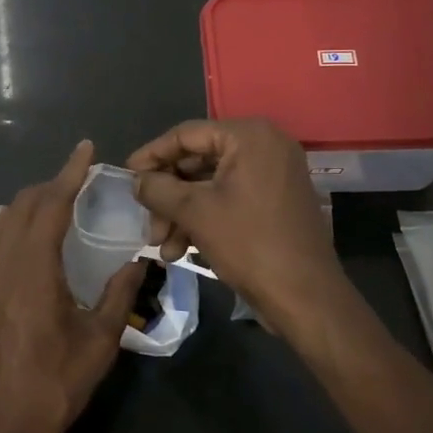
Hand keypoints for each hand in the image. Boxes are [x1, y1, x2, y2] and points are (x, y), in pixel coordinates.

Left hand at [0, 140, 144, 432]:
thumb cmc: (54, 383)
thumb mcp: (99, 340)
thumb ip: (120, 294)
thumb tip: (139, 261)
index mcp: (34, 267)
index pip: (51, 203)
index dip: (70, 172)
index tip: (86, 149)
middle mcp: (4, 262)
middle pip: (24, 205)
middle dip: (52, 184)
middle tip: (80, 179)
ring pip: (5, 222)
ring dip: (30, 202)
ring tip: (55, 198)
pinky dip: (10, 223)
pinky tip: (16, 226)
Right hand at [127, 119, 347, 340]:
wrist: (306, 297)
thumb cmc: (250, 244)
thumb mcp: (196, 213)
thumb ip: (159, 189)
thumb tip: (136, 179)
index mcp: (249, 136)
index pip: (187, 134)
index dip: (152, 155)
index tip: (126, 175)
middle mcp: (265, 145)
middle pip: (198, 161)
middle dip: (168, 195)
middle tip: (147, 223)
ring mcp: (273, 174)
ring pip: (211, 184)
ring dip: (182, 213)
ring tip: (162, 247)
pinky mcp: (275, 200)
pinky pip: (230, 198)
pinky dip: (205, 218)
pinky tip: (183, 249)